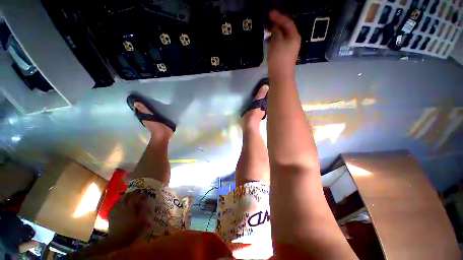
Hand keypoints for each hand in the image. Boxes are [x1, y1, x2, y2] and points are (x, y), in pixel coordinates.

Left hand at [108, 191, 149, 242]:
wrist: (116, 239)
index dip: (143, 195)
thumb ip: (144, 211)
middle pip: (127, 195)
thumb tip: (147, 204)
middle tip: (139, 195)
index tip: (147, 196)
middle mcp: (122, 205)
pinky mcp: (111, 214)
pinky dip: (120, 203)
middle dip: (134, 194)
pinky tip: (122, 206)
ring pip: (121, 199)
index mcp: (130, 206)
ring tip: (131, 199)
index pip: (137, 196)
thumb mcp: (141, 221)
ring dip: (127, 197)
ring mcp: (115, 209)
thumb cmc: (131, 230)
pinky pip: (116, 204)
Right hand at [268, 10, 300, 78]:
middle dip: (276, 25)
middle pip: (285, 29)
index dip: (278, 16)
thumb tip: (275, 26)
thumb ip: (276, 31)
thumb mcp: (277, 42)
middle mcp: (293, 41)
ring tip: (265, 32)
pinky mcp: (284, 55)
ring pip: (281, 37)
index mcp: (294, 35)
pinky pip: (279, 44)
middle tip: (266, 23)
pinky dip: (273, 41)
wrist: (280, 76)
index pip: (287, 22)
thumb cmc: (279, 58)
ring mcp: (289, 49)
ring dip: (274, 33)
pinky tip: (267, 42)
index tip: (269, 14)